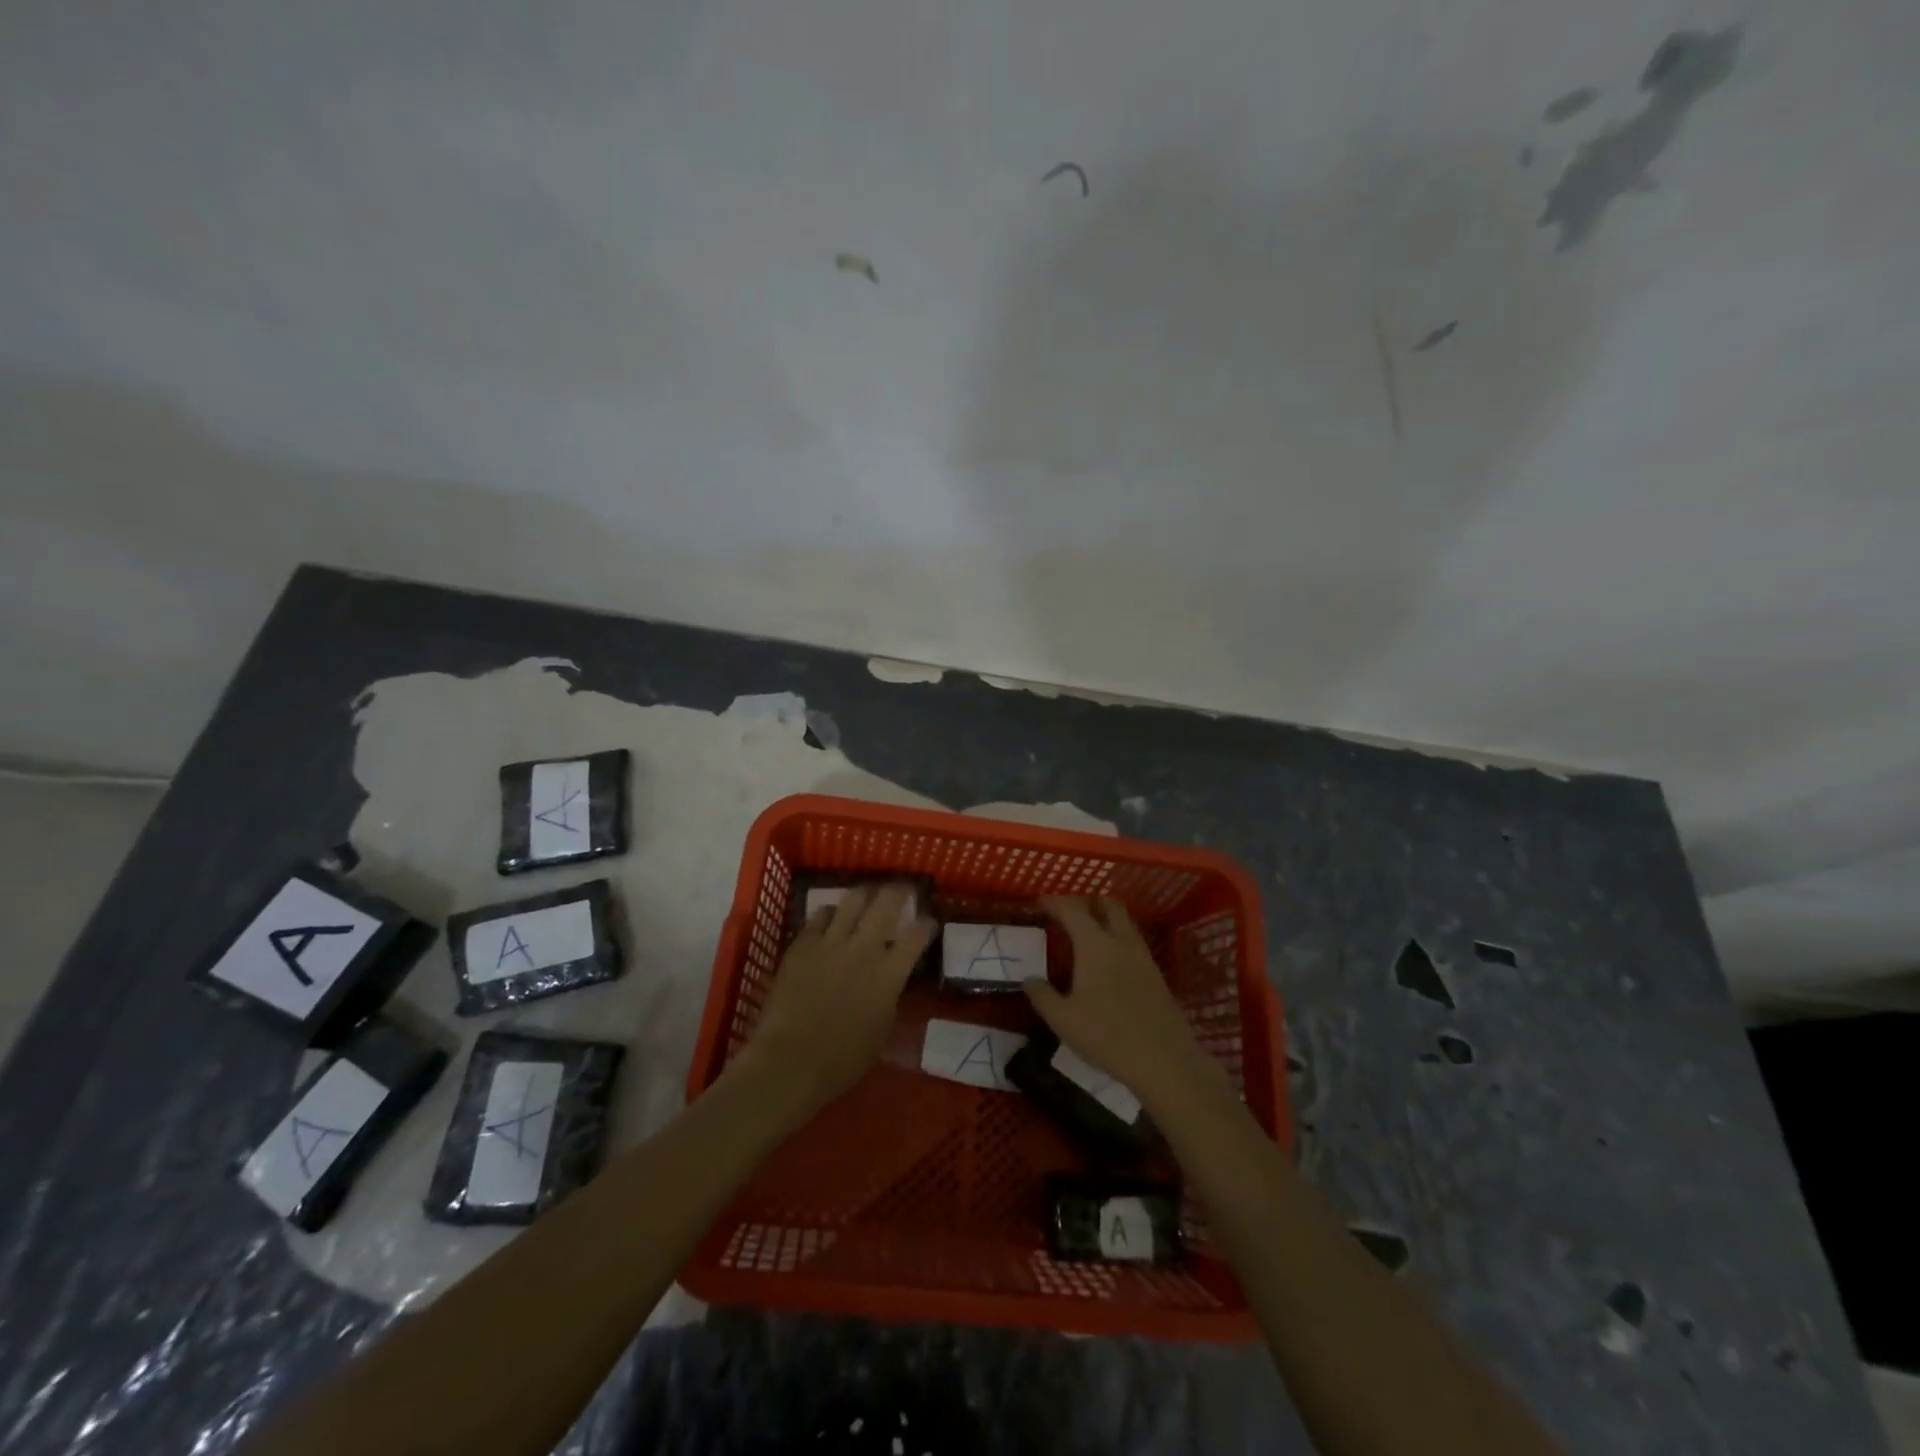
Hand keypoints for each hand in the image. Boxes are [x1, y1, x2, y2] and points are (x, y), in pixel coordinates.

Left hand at [734, 883, 933, 1123]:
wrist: (790, 1061)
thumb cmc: (842, 1061)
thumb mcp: (881, 1032)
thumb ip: (889, 998)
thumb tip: (889, 982)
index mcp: (889, 974)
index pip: (917, 935)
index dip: (926, 924)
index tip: (928, 921)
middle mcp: (864, 949)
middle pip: (887, 904)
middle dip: (898, 891)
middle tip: (902, 889)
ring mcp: (830, 943)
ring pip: (852, 901)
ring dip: (864, 894)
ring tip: (867, 893)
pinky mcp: (802, 945)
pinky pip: (819, 916)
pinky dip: (829, 913)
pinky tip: (830, 917)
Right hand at [1023, 896, 1216, 1108]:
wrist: (1164, 1060)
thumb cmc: (1107, 1036)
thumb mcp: (1063, 1020)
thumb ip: (1042, 996)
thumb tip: (1030, 980)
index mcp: (1095, 944)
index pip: (1072, 909)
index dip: (1054, 902)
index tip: (1039, 902)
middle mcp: (1121, 941)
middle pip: (1107, 904)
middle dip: (1086, 901)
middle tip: (1067, 913)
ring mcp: (1143, 956)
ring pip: (1124, 922)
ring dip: (1104, 919)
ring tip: (1085, 935)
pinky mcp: (1156, 974)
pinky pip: (1133, 942)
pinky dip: (1117, 939)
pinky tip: (1108, 963)